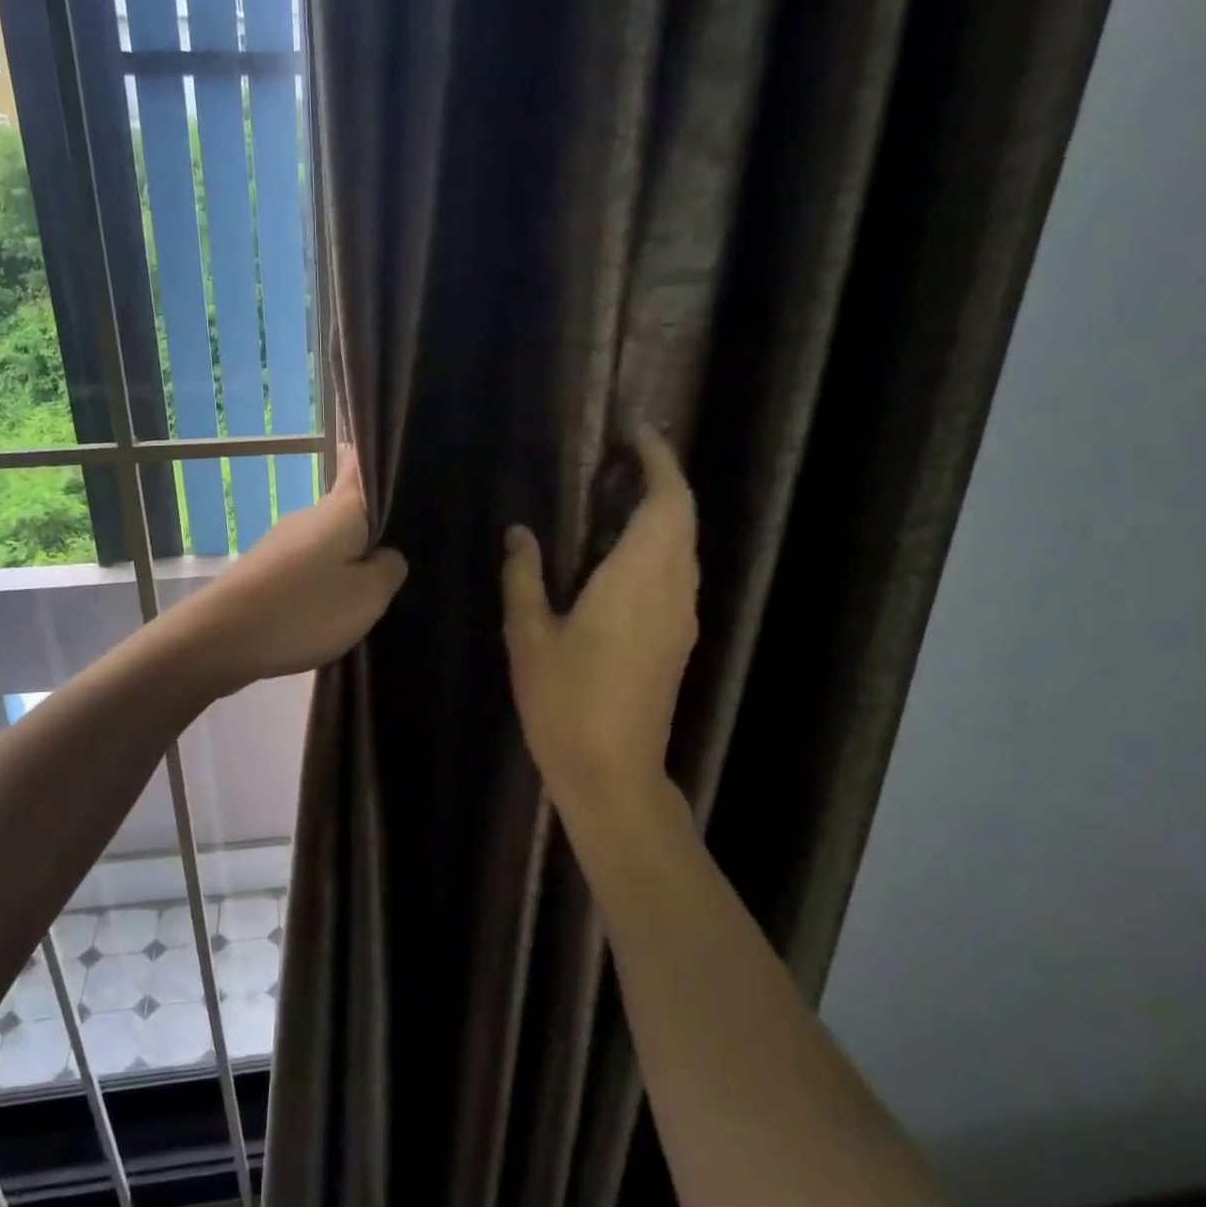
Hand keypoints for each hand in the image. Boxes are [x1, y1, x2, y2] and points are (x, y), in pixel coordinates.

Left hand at [172, 446, 407, 695]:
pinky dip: (324, 582)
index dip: (379, 463)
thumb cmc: (304, 610)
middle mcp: (309, 516)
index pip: (360, 465)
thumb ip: (389, 569)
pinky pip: (307, 568)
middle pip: (348, 510)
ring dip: (348, 560)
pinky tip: (334, 608)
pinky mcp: (266, 571)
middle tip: (405, 555)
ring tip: (373, 591)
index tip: (403, 474)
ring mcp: (282, 543)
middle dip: (374, 528)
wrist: (220, 638)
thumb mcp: (368, 596)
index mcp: (340, 509)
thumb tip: (388, 555)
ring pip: (328, 543)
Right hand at [501, 427, 698, 810]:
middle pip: (683, 517)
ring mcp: (682, 617)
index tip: (635, 434)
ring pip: (685, 546)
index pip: (668, 501)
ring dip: (664, 513)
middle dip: (661, 479)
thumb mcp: (529, 636)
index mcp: (637, 579)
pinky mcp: (679, 640)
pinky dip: (660, 546)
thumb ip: (524, 577)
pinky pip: (678, 573)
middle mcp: (672, 589)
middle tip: (618, 461)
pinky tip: (622, 556)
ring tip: (617, 499)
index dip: (659, 460)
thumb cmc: (565, 702)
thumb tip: (520, 533)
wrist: (612, 772)